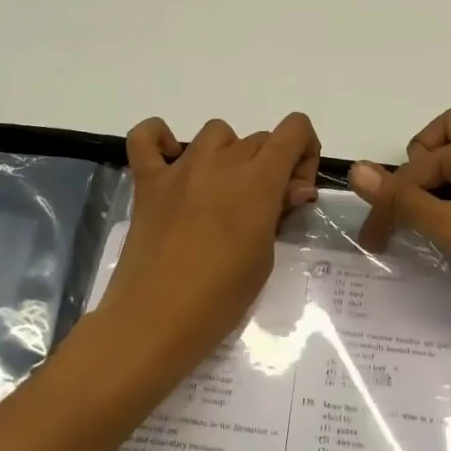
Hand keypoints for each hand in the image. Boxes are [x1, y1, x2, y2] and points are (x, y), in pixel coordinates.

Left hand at [97, 114, 321, 363]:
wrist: (155, 321)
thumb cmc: (221, 298)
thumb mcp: (265, 258)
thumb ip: (279, 213)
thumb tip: (290, 190)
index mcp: (258, 179)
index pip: (294, 129)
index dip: (304, 152)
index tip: (295, 190)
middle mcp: (221, 162)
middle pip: (259, 139)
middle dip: (271, 166)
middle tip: (263, 210)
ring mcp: (180, 168)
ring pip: (216, 133)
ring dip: (229, 154)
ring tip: (222, 193)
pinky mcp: (147, 181)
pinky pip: (146, 137)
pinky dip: (159, 139)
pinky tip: (169, 162)